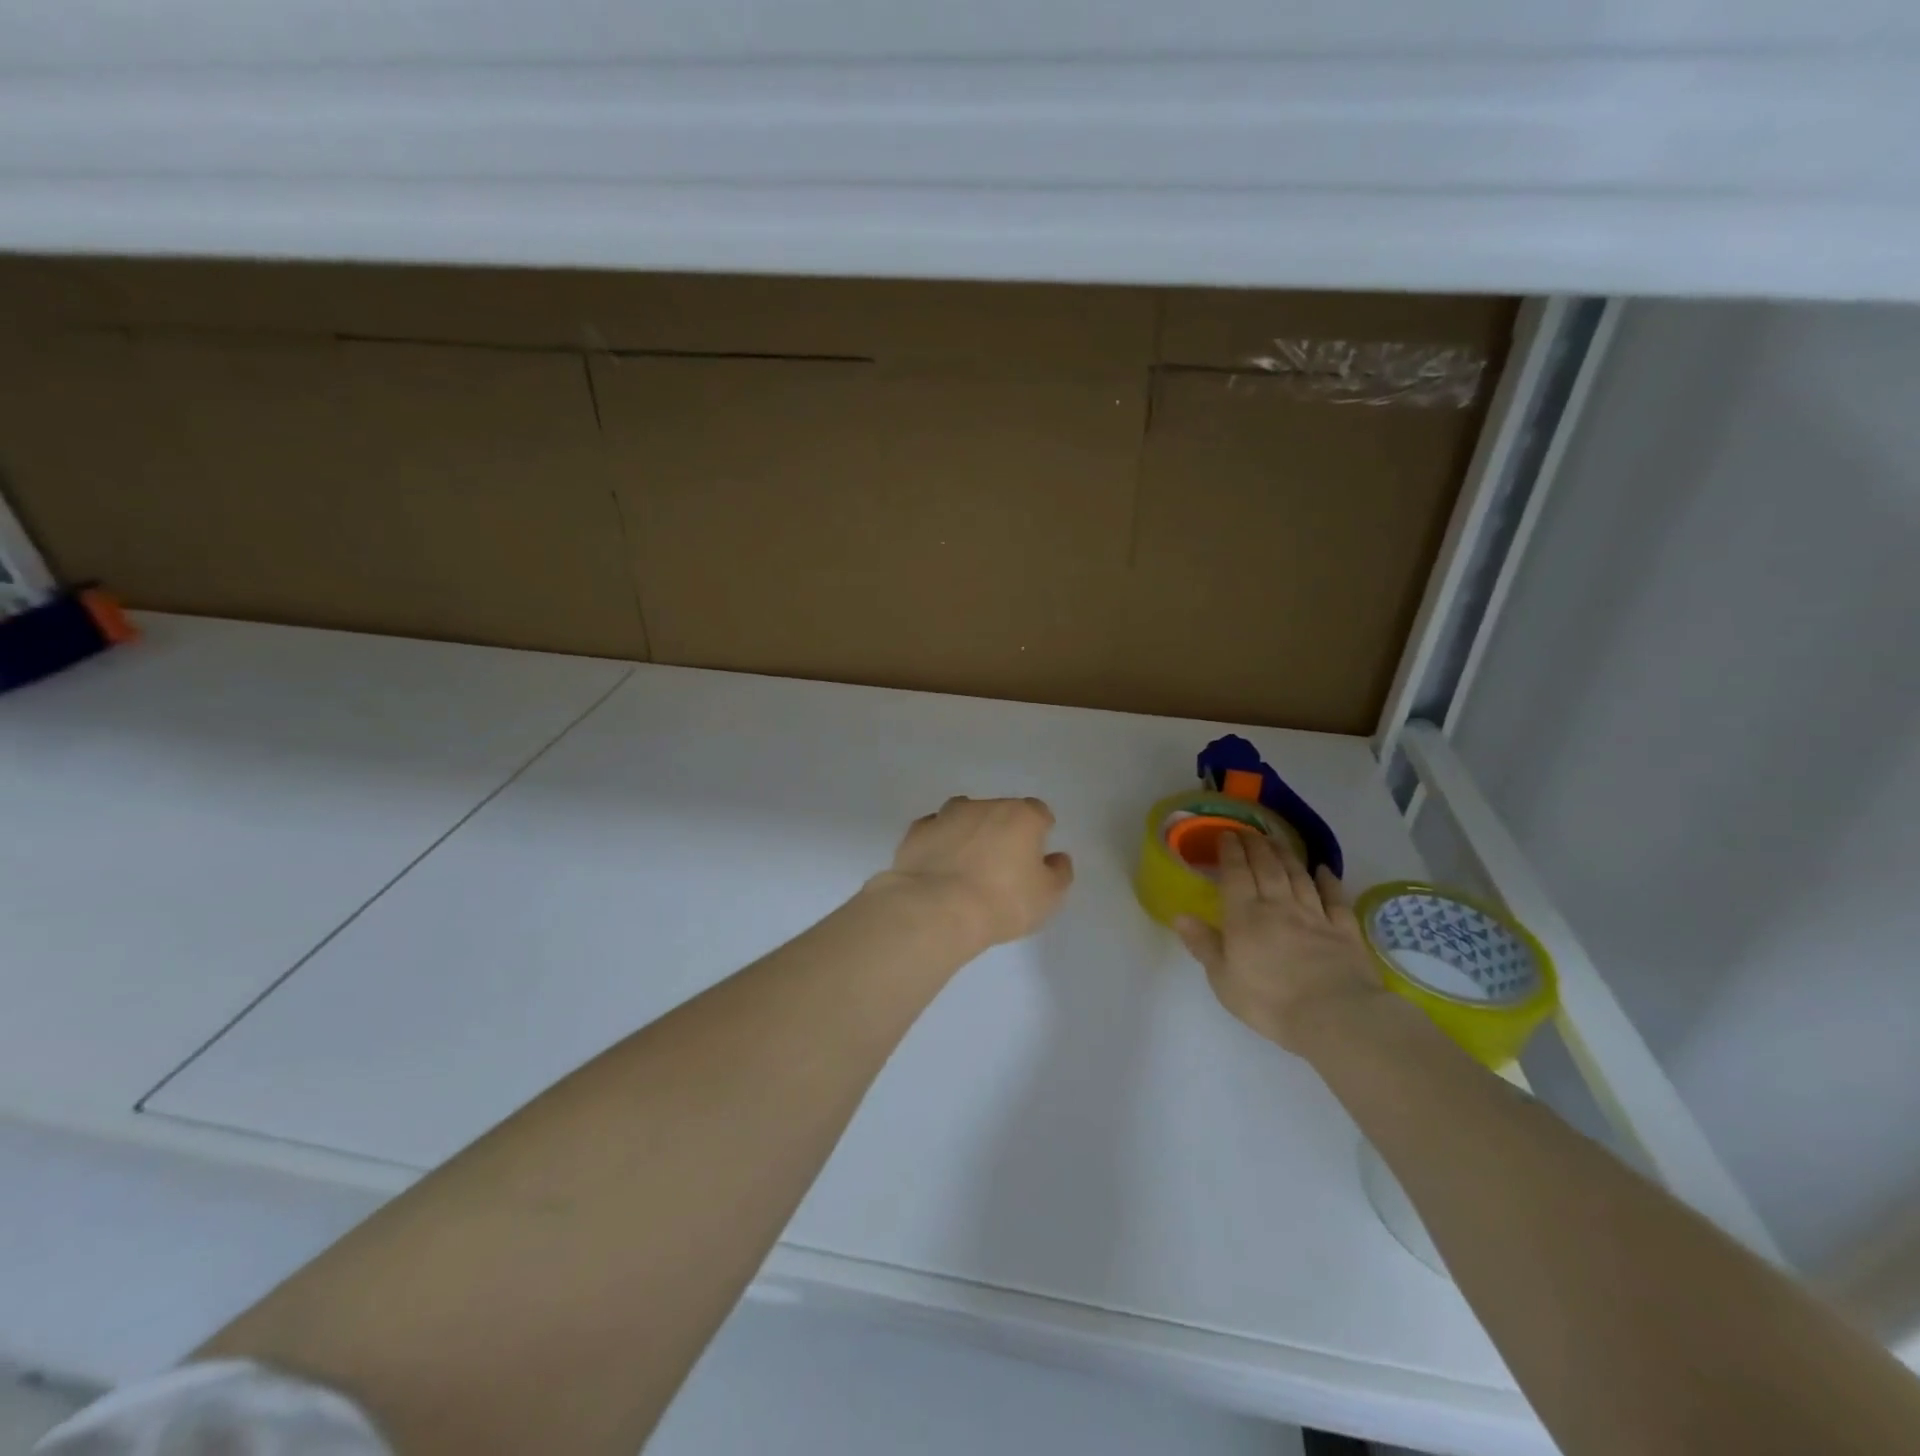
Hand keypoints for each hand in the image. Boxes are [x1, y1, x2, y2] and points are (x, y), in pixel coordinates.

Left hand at [871, 796, 1074, 951]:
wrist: (936, 909)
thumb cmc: (1002, 902)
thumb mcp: (1048, 897)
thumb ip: (1058, 873)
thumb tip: (1056, 858)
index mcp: (1021, 815)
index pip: (1038, 813)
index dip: (1039, 834)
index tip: (1034, 858)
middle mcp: (984, 806)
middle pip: (1000, 812)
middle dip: (1002, 832)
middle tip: (1001, 867)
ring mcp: (946, 815)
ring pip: (964, 817)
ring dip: (969, 834)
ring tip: (966, 867)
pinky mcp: (916, 832)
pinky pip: (934, 832)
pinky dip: (939, 843)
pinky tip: (938, 867)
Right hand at [1174, 832, 1389, 1054]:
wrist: (1334, 1016)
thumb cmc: (1269, 1001)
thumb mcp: (1223, 979)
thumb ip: (1203, 944)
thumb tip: (1180, 916)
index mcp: (1245, 916)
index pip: (1236, 874)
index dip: (1230, 852)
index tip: (1226, 834)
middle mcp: (1278, 906)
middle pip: (1267, 867)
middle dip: (1256, 845)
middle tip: (1249, 831)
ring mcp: (1314, 915)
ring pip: (1298, 876)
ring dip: (1286, 855)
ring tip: (1277, 839)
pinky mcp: (1343, 930)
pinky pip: (1335, 898)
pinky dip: (1328, 881)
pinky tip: (1323, 870)